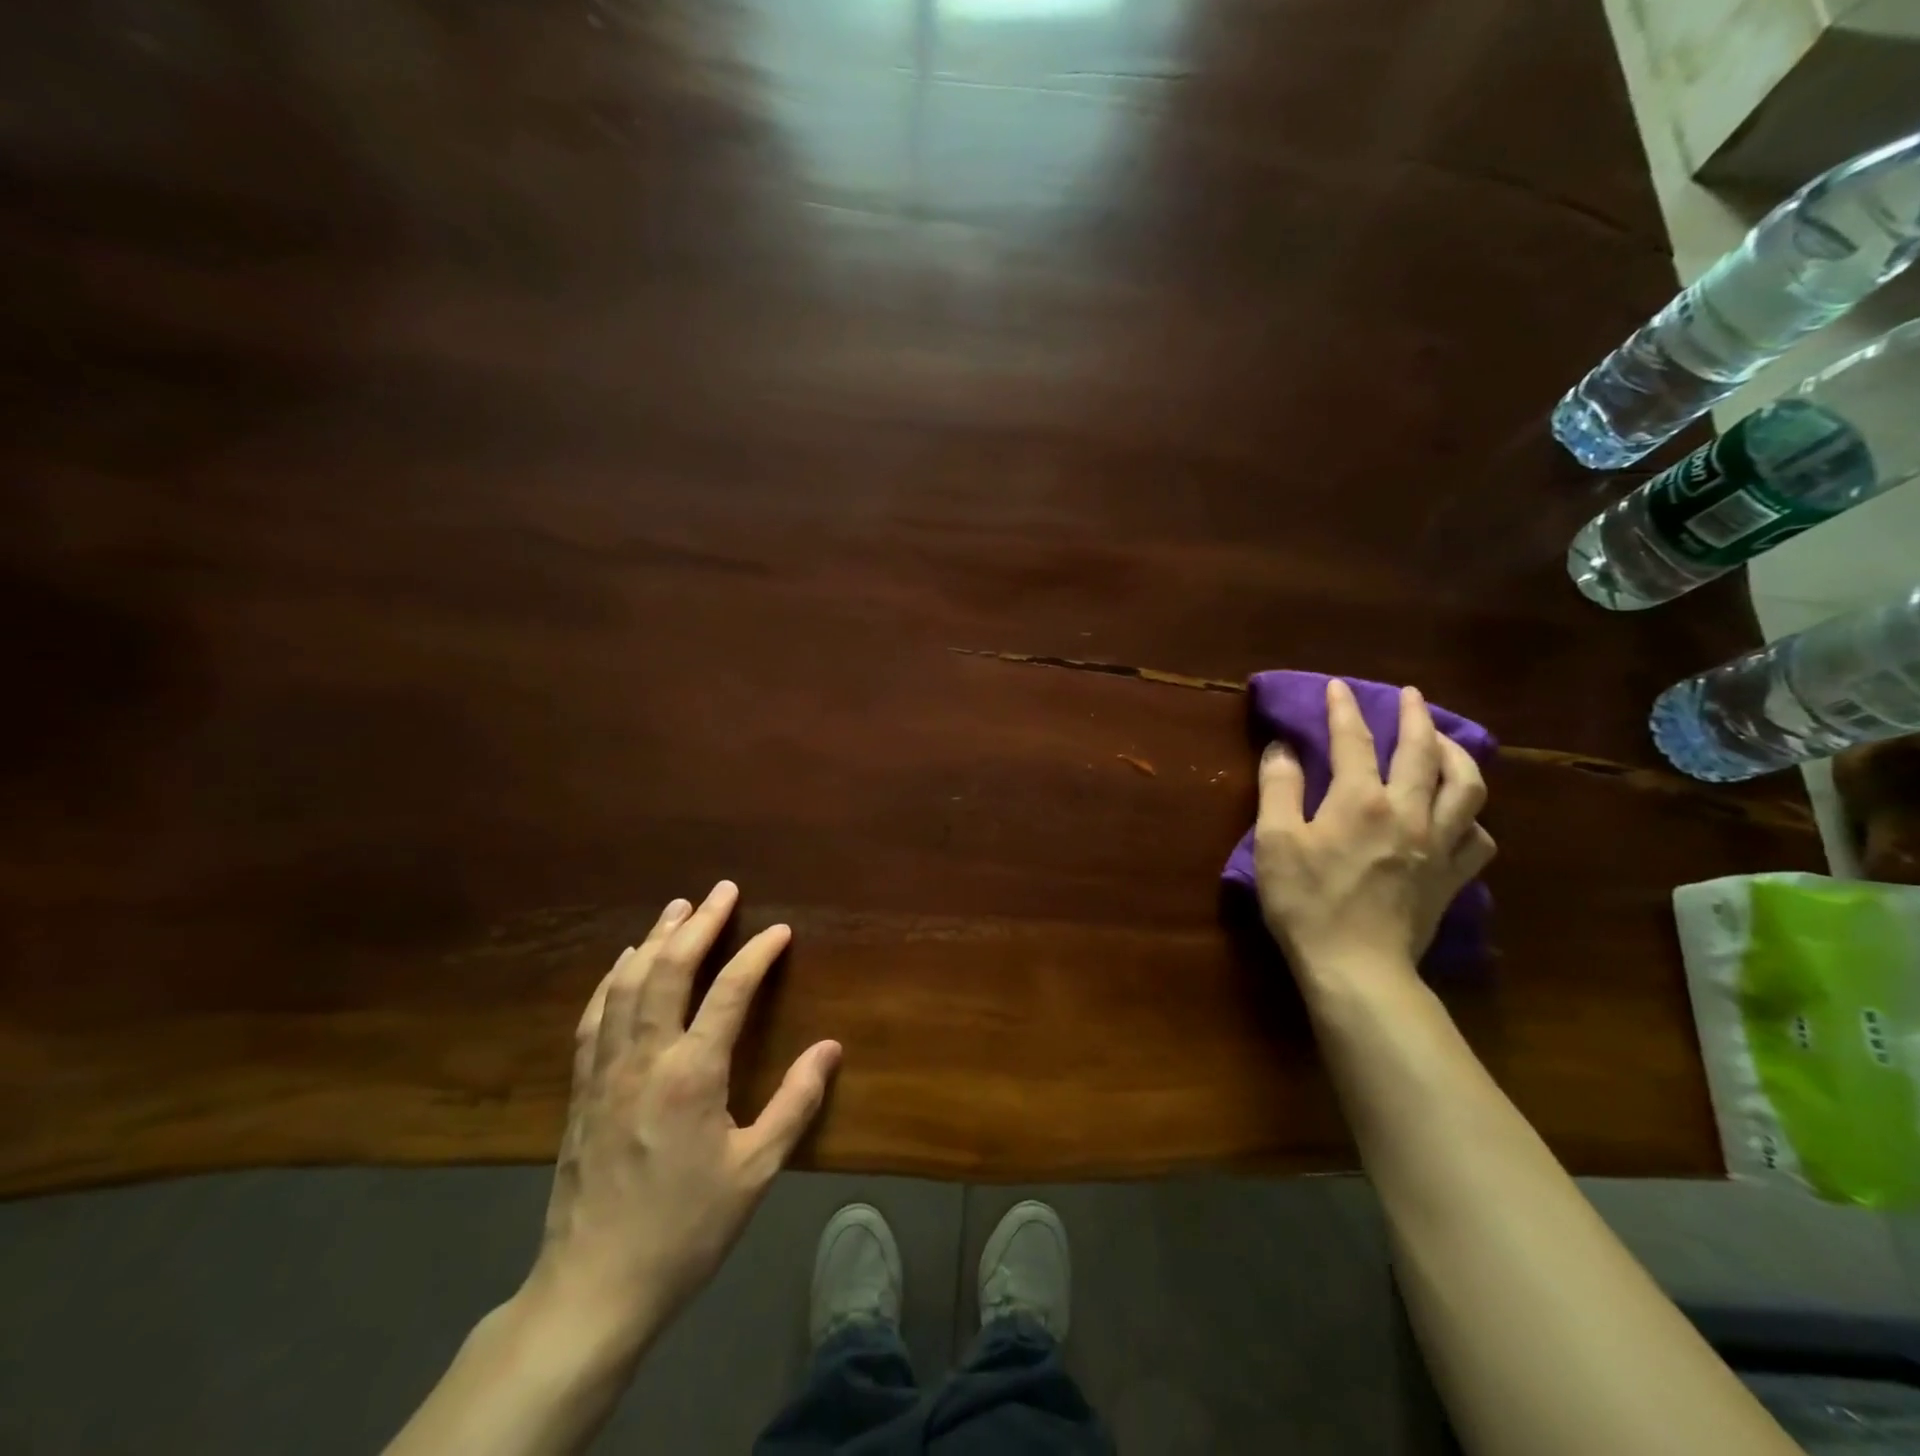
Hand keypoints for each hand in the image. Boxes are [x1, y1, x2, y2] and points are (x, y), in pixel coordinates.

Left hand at [524, 880, 841, 1354]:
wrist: (593, 1288)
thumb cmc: (685, 1228)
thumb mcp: (755, 1171)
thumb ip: (796, 1103)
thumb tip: (831, 1048)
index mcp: (692, 1074)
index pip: (729, 991)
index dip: (757, 953)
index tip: (779, 930)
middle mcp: (645, 1057)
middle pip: (668, 970)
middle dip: (698, 924)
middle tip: (721, 890)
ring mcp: (606, 1069)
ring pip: (626, 983)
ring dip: (655, 939)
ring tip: (677, 908)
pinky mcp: (583, 1088)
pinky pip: (595, 1015)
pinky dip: (612, 978)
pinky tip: (624, 963)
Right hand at [1254, 679, 1494, 988]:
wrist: (1357, 968)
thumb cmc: (1306, 901)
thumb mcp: (1275, 840)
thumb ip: (1280, 788)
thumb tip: (1282, 748)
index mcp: (1361, 800)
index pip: (1354, 740)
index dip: (1344, 709)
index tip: (1338, 687)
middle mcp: (1409, 812)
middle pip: (1423, 752)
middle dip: (1415, 717)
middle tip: (1411, 696)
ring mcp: (1439, 846)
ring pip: (1468, 787)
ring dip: (1458, 756)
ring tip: (1446, 743)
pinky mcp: (1452, 878)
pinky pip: (1478, 838)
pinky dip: (1471, 817)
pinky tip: (1460, 816)